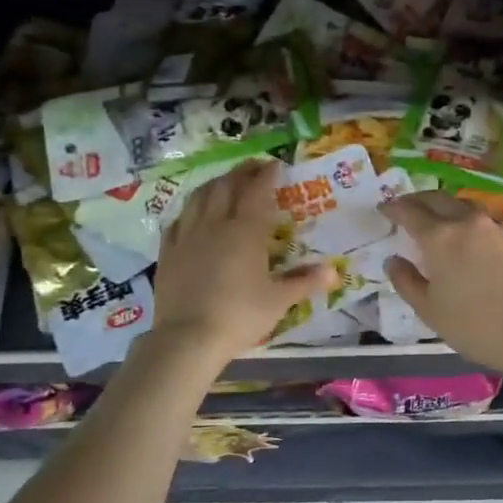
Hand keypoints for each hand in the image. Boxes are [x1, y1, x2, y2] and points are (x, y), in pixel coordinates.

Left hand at [150, 160, 333, 361]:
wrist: (188, 338)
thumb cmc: (240, 316)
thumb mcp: (279, 301)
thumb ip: (305, 282)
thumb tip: (334, 271)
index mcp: (245, 231)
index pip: (257, 191)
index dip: (267, 175)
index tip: (276, 165)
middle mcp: (215, 224)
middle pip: (226, 187)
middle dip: (241, 172)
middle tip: (253, 168)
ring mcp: (187, 236)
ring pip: (199, 197)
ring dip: (214, 185)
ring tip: (224, 183)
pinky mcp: (168, 252)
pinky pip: (177, 221)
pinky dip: (189, 211)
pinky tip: (192, 215)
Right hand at [379, 192, 502, 377]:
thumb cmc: (474, 326)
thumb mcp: (429, 310)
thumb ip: (406, 281)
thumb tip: (393, 260)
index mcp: (440, 237)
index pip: (409, 211)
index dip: (393, 208)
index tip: (384, 208)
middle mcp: (468, 222)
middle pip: (438, 199)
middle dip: (419, 200)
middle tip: (408, 207)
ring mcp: (498, 227)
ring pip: (467, 206)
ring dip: (449, 208)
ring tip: (443, 220)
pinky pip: (491, 223)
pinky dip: (476, 225)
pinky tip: (477, 241)